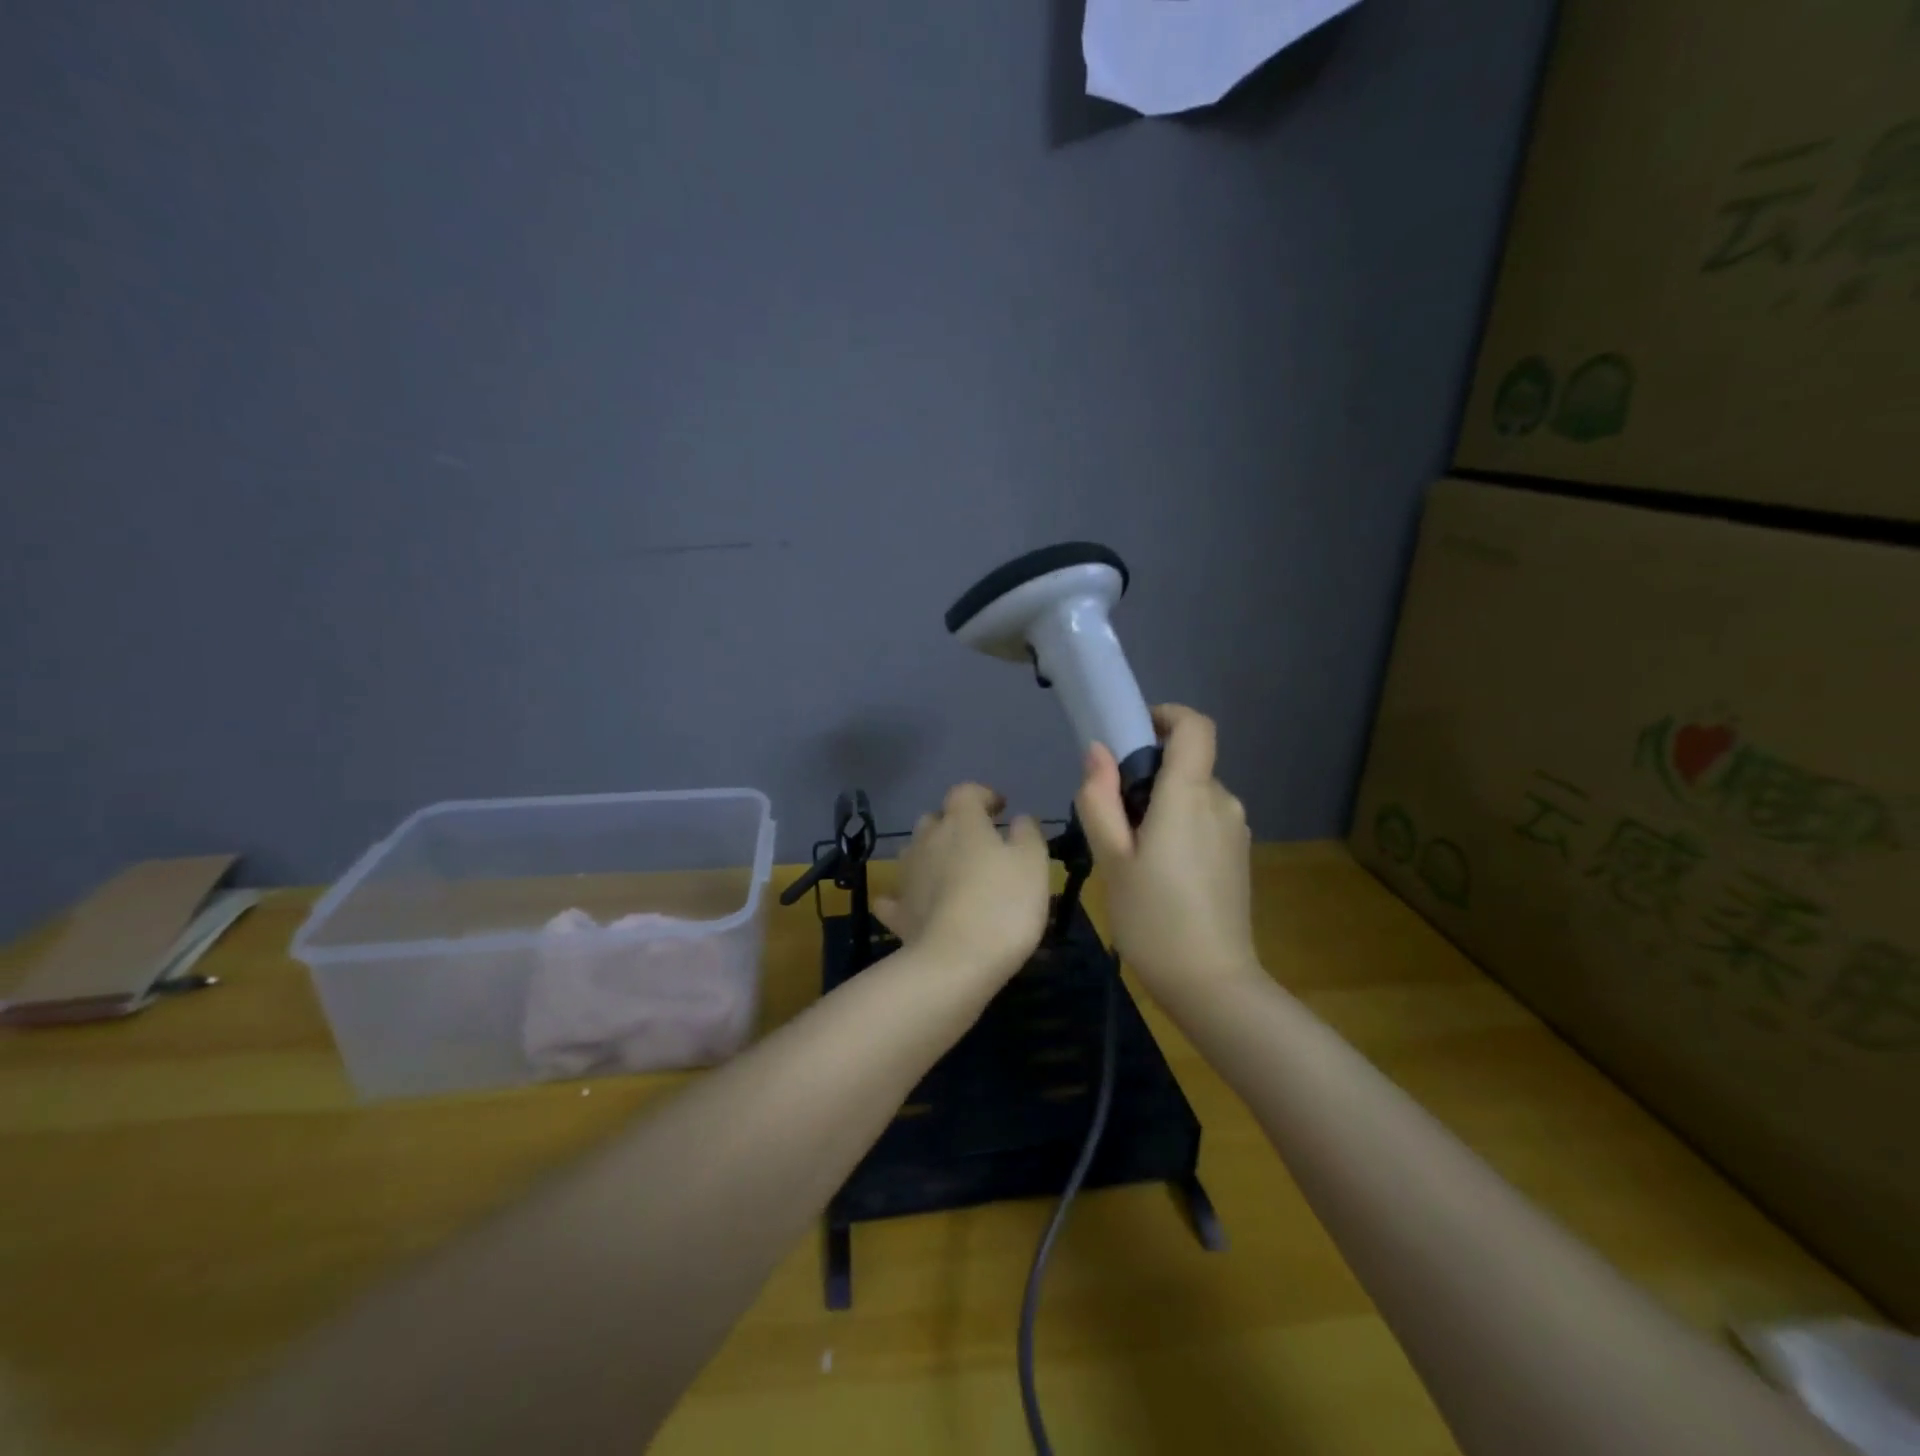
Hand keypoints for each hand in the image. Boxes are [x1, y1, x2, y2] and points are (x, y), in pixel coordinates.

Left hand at [875, 784, 1050, 984]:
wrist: (957, 961)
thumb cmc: (1003, 904)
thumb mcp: (1033, 862)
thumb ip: (1027, 833)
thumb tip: (1018, 819)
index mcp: (962, 822)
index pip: (966, 792)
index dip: (983, 795)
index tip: (1000, 809)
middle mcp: (927, 840)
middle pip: (935, 819)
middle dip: (953, 825)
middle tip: (977, 843)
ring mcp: (907, 875)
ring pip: (914, 852)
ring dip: (930, 855)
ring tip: (951, 872)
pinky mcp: (898, 912)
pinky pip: (896, 897)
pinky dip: (905, 896)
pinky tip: (914, 905)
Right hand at [1076, 705, 1259, 1002]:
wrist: (1212, 983)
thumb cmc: (1153, 917)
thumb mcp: (1111, 858)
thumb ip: (1100, 799)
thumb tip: (1097, 751)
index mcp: (1190, 795)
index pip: (1195, 726)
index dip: (1166, 717)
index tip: (1133, 736)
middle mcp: (1223, 802)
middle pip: (1187, 764)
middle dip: (1148, 775)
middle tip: (1112, 817)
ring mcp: (1236, 831)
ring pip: (1193, 796)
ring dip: (1161, 805)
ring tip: (1131, 853)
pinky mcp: (1239, 856)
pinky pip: (1204, 821)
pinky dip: (1178, 827)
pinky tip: (1158, 873)